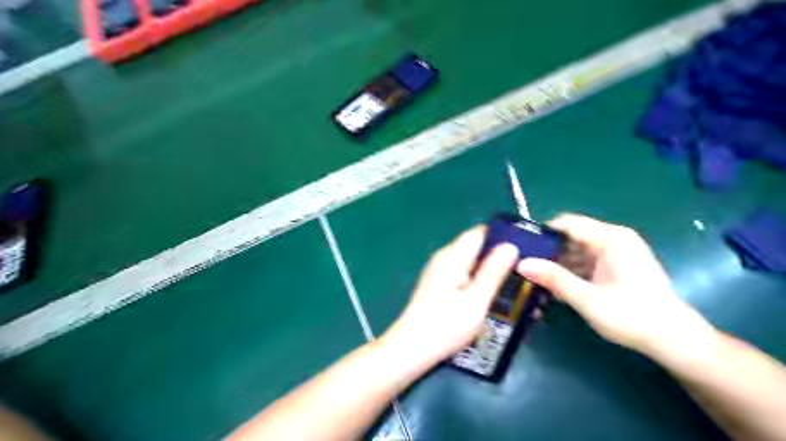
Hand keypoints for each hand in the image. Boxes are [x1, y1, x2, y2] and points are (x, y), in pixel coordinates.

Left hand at [380, 225, 520, 367]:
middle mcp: (444, 258)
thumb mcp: (476, 301)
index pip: (480, 232)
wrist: (410, 349)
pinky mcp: (439, 285)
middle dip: (500, 257)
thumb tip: (510, 245)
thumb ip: (493, 271)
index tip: (527, 249)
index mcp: (452, 256)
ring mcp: (440, 271)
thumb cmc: (445, 326)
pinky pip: (464, 275)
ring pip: (472, 263)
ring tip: (516, 288)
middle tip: (526, 274)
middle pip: (477, 247)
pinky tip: (493, 298)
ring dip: (492, 272)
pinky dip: (480, 282)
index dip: (503, 236)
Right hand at [521, 211, 716, 358]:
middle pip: (570, 237)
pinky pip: (585, 262)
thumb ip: (554, 279)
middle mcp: (613, 240)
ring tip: (534, 280)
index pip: (568, 223)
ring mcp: (616, 253)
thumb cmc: (632, 317)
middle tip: (524, 267)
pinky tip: (555, 289)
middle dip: (547, 252)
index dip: (542, 233)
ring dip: (557, 265)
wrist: (674, 340)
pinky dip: (570, 273)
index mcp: (610, 239)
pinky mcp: (616, 267)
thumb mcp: (587, 299)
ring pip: (576, 251)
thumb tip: (521, 264)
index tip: (521, 248)